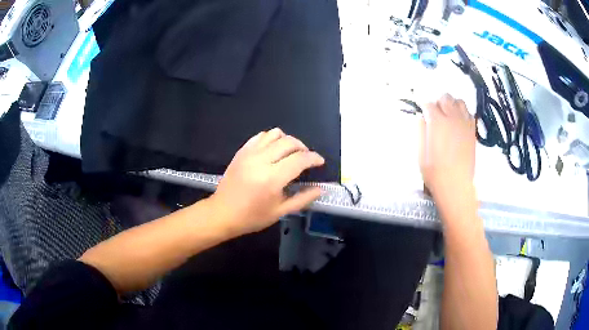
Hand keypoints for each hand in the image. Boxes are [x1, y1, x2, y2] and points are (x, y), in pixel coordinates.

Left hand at [210, 128, 324, 236]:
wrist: (222, 213)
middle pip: (289, 142)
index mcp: (272, 178)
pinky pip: (260, 136)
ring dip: (287, 141)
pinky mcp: (241, 151)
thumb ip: (303, 199)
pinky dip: (271, 139)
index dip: (314, 158)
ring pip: (275, 134)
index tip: (320, 162)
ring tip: (290, 153)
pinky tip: (273, 150)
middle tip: (306, 159)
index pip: (300, 159)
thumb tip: (320, 189)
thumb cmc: (252, 217)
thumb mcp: (280, 212)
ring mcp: (249, 153)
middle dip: (303, 148)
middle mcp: (261, 160)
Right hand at [419, 94, 475, 200]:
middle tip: (435, 114)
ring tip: (448, 116)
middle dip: (438, 103)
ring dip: (452, 105)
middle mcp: (452, 118)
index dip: (423, 107)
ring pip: (459, 102)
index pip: (429, 104)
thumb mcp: (421, 154)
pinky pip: (469, 113)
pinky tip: (458, 123)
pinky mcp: (472, 131)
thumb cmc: (435, 173)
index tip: (422, 111)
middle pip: (445, 98)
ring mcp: (465, 124)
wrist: (457, 186)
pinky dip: (463, 113)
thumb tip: (422, 118)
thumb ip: (421, 132)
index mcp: (437, 122)